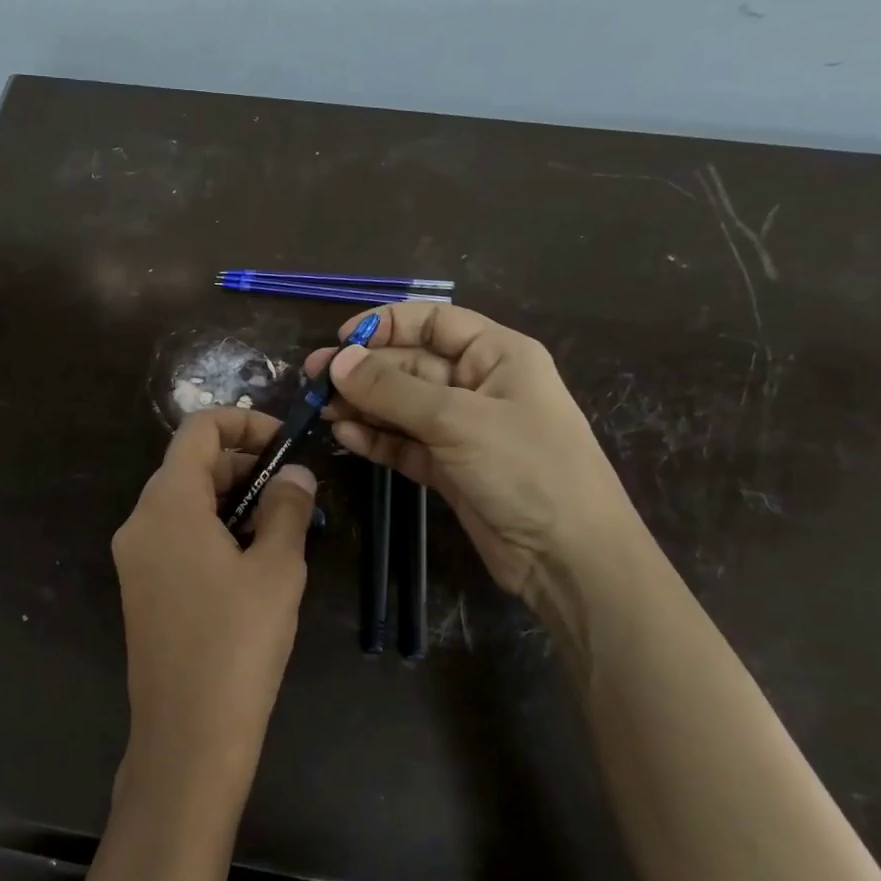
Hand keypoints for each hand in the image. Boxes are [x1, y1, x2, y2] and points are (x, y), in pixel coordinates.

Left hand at [111, 408, 317, 803]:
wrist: (187, 737)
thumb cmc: (237, 644)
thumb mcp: (276, 568)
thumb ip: (287, 508)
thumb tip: (296, 475)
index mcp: (167, 504)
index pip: (198, 430)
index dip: (244, 424)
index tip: (286, 446)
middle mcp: (140, 521)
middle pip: (191, 466)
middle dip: (244, 466)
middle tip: (295, 494)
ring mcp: (135, 557)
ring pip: (185, 503)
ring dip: (233, 501)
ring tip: (281, 530)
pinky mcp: (141, 588)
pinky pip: (177, 537)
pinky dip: (214, 531)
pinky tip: (251, 563)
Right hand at [303, 303, 640, 608]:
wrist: (568, 557)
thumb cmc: (526, 468)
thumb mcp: (457, 420)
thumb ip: (392, 390)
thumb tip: (338, 362)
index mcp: (497, 356)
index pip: (434, 323)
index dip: (386, 325)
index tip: (340, 341)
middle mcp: (478, 386)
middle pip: (410, 366)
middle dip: (364, 371)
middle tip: (313, 380)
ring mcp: (462, 430)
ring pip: (401, 407)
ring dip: (362, 406)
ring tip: (320, 410)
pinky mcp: (448, 469)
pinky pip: (404, 444)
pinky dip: (376, 439)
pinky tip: (345, 437)